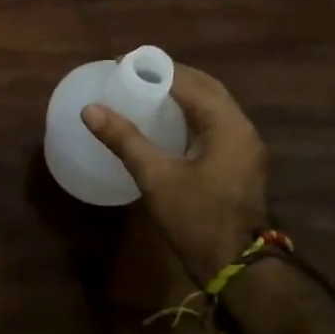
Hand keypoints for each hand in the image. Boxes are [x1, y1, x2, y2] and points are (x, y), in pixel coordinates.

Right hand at [83, 66, 268, 287]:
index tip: (122, 65)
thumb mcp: (156, 177)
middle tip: (133, 74)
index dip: (155, 70)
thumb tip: (90, 110)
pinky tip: (166, 121)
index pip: (189, 82)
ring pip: (212, 105)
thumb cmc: (197, 218)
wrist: (237, 268)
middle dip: (170, 76)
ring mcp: (245, 147)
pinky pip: (215, 123)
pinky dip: (191, 113)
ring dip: (182, 93)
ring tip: (145, 91)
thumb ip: (124, 139)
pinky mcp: (240, 162)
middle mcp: (242, 128)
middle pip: (205, 88)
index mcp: (227, 125)